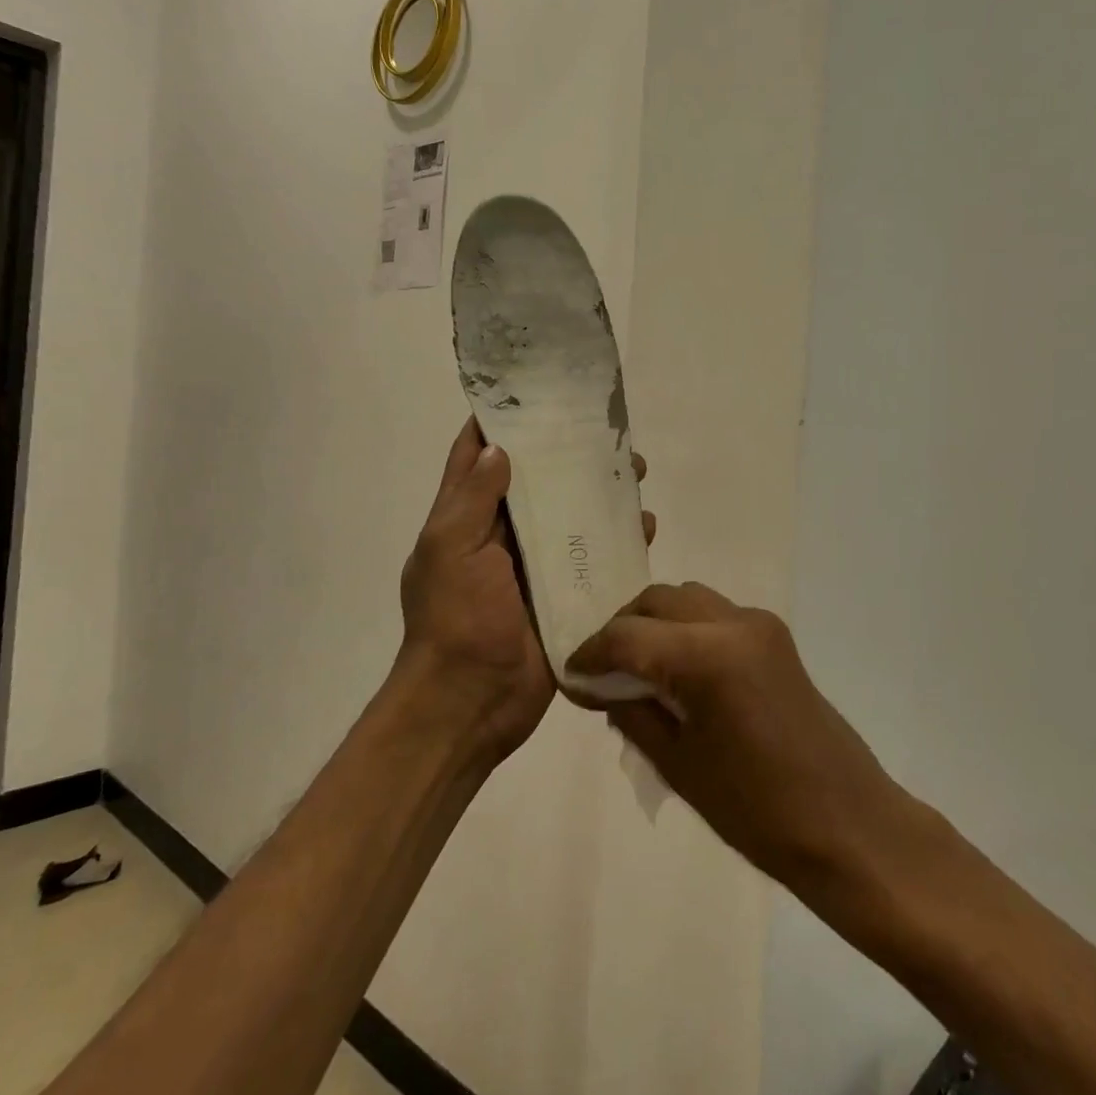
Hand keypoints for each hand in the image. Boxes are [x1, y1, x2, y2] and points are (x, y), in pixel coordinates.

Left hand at [397, 420, 654, 766]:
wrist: (472, 703)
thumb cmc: (455, 620)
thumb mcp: (449, 550)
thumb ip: (471, 498)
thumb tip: (498, 446)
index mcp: (469, 520)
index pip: (480, 457)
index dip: (503, 423)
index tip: (536, 391)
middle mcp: (504, 536)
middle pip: (539, 483)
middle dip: (570, 456)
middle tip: (609, 434)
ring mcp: (538, 567)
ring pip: (574, 518)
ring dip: (602, 496)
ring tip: (638, 474)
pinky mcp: (567, 596)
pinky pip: (597, 561)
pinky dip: (620, 543)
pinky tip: (646, 528)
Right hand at [566, 583, 904, 887]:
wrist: (846, 822)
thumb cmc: (757, 810)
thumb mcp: (678, 765)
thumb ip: (632, 713)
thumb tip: (598, 685)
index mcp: (708, 655)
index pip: (628, 636)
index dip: (591, 653)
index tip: (571, 676)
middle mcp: (735, 622)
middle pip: (657, 600)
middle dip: (622, 628)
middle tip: (601, 670)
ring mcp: (760, 624)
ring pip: (687, 599)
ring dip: (655, 623)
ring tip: (637, 668)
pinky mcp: (775, 636)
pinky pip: (715, 615)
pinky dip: (685, 630)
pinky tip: (676, 670)